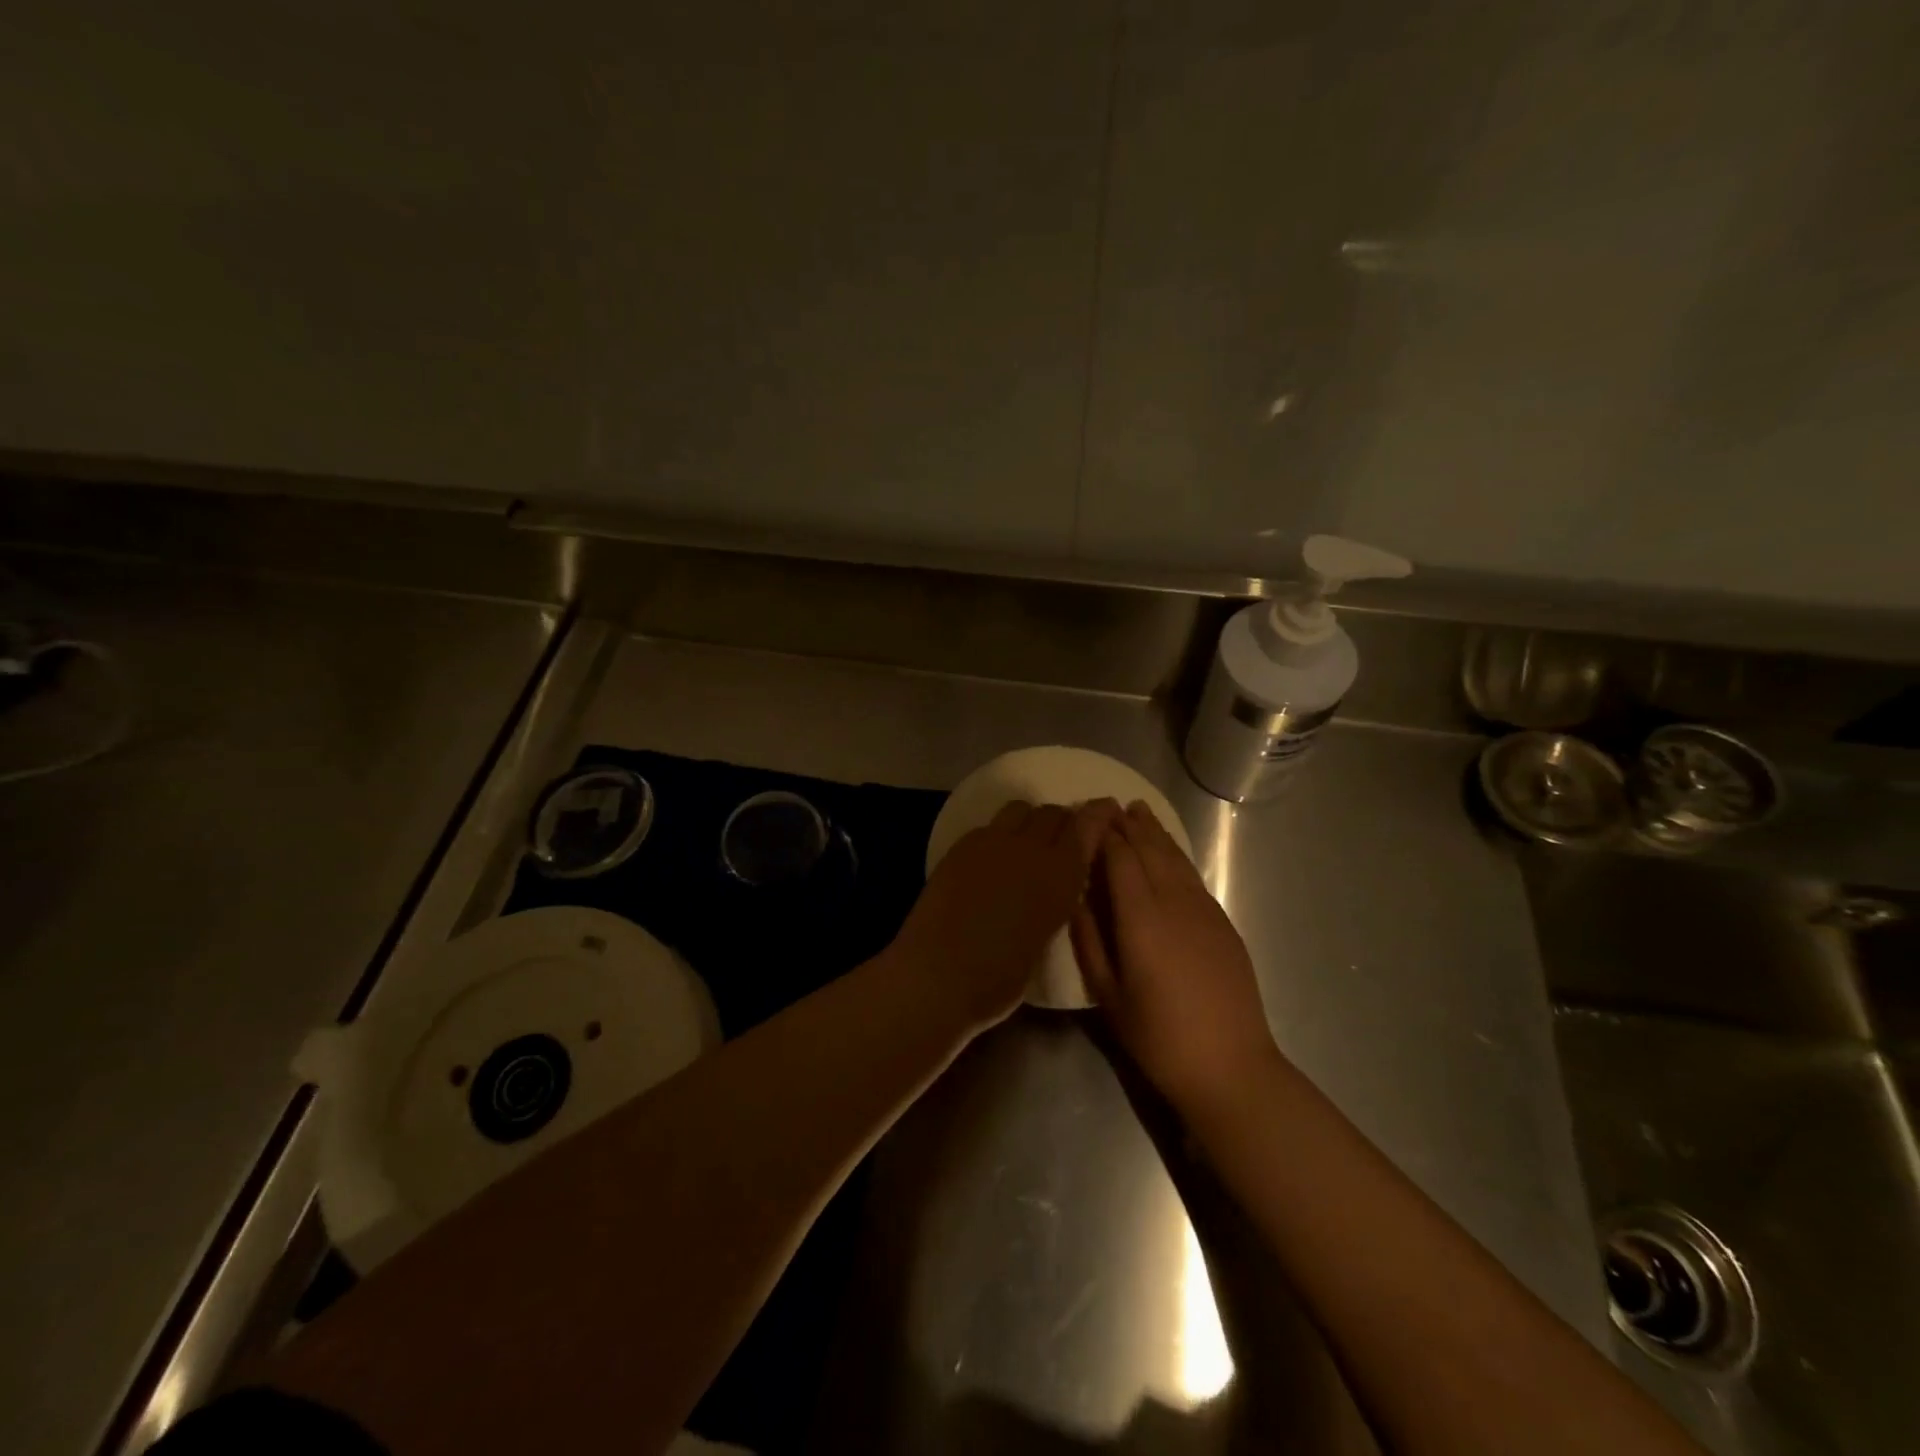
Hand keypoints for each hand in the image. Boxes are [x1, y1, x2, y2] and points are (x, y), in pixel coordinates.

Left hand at [888, 801, 1112, 1033]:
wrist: (938, 974)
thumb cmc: (999, 977)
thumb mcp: (1046, 940)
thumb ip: (1055, 902)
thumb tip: (1052, 888)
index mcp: (1060, 875)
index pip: (1087, 825)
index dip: (1099, 814)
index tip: (1108, 810)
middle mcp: (1029, 848)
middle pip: (1053, 812)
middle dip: (1063, 821)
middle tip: (1062, 841)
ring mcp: (991, 842)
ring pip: (1020, 809)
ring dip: (1030, 821)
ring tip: (1025, 846)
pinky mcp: (961, 846)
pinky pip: (990, 826)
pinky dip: (1000, 835)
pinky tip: (993, 860)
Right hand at [1071, 802, 1279, 1116]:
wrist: (1231, 1066)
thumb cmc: (1158, 1037)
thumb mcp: (1107, 994)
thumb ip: (1088, 940)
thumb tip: (1074, 897)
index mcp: (1141, 918)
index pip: (1119, 858)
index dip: (1102, 833)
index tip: (1085, 815)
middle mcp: (1174, 902)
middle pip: (1149, 849)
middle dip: (1127, 824)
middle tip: (1107, 804)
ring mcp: (1204, 910)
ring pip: (1175, 858)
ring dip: (1154, 832)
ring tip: (1137, 811)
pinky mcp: (1223, 922)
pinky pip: (1193, 876)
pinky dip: (1175, 855)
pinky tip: (1167, 852)